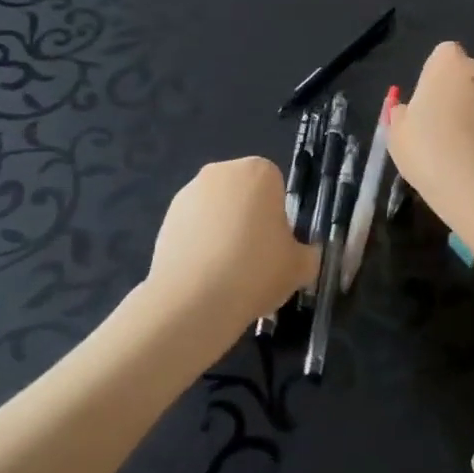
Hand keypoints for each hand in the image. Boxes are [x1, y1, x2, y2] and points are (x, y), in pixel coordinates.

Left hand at [146, 158, 315, 347]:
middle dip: (248, 219)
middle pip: (243, 194)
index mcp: (259, 171)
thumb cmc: (256, 271)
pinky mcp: (165, 219)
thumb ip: (308, 254)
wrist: (194, 301)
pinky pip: (193, 228)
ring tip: (226, 274)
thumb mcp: (300, 267)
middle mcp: (221, 172)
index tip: (277, 245)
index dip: (278, 217)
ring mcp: (189, 194)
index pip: (275, 186)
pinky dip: (199, 246)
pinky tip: (204, 277)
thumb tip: (304, 255)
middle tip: (254, 259)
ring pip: (216, 211)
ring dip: (222, 232)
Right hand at [388, 42, 473, 226]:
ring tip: (469, 151)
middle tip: (446, 129)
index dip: (435, 80)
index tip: (428, 106)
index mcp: (449, 63)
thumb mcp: (397, 133)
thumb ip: (403, 114)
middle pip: (470, 75)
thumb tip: (410, 112)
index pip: (443, 56)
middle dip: (461, 94)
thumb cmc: (428, 150)